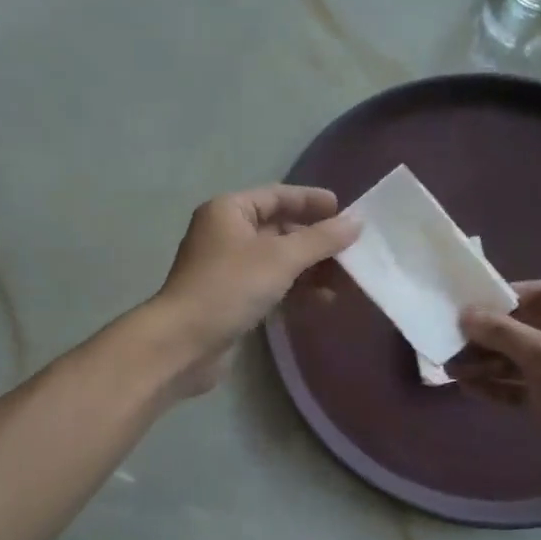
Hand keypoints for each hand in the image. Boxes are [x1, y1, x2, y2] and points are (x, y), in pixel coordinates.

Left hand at [147, 185, 359, 396]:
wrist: (184, 343)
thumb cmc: (230, 287)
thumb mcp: (281, 258)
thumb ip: (321, 239)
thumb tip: (356, 222)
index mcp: (229, 211)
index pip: (277, 196)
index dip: (311, 201)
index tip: (345, 211)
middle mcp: (226, 233)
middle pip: (280, 229)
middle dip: (316, 241)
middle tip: (352, 251)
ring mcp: (227, 268)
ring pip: (278, 260)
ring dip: (310, 269)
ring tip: (345, 281)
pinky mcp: (232, 299)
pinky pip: (272, 285)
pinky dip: (296, 290)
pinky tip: (323, 301)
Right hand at [457, 281, 540, 512]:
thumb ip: (504, 332)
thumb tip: (466, 314)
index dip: (508, 295)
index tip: (470, 305)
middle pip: (526, 326)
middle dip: (489, 333)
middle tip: (451, 339)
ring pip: (518, 359)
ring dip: (485, 361)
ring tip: (450, 367)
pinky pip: (518, 387)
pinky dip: (494, 385)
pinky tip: (467, 387)